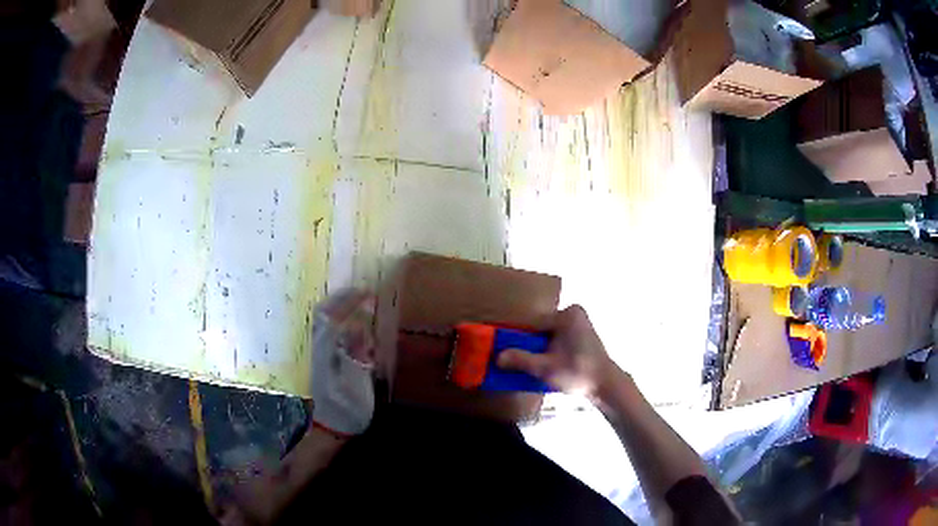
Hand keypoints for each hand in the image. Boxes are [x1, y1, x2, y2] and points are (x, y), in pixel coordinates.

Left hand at [310, 290, 375, 435]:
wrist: (331, 427)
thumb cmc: (347, 409)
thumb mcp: (356, 384)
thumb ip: (356, 353)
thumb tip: (359, 325)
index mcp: (325, 351)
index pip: (333, 316)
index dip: (349, 301)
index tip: (369, 293)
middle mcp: (318, 347)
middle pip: (323, 313)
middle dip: (342, 298)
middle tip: (364, 292)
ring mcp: (318, 352)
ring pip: (323, 320)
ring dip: (340, 305)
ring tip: (360, 300)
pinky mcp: (322, 359)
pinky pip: (327, 329)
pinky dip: (339, 317)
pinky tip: (353, 321)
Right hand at [497, 305, 621, 395]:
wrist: (607, 386)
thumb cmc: (578, 373)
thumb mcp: (545, 368)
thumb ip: (520, 360)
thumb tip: (497, 357)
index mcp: (566, 315)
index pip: (531, 324)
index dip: (515, 338)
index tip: (500, 349)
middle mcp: (572, 313)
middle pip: (539, 329)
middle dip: (526, 344)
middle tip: (510, 360)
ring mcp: (578, 323)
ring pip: (547, 335)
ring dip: (536, 349)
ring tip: (523, 364)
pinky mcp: (581, 334)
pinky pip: (556, 339)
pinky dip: (547, 350)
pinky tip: (540, 363)